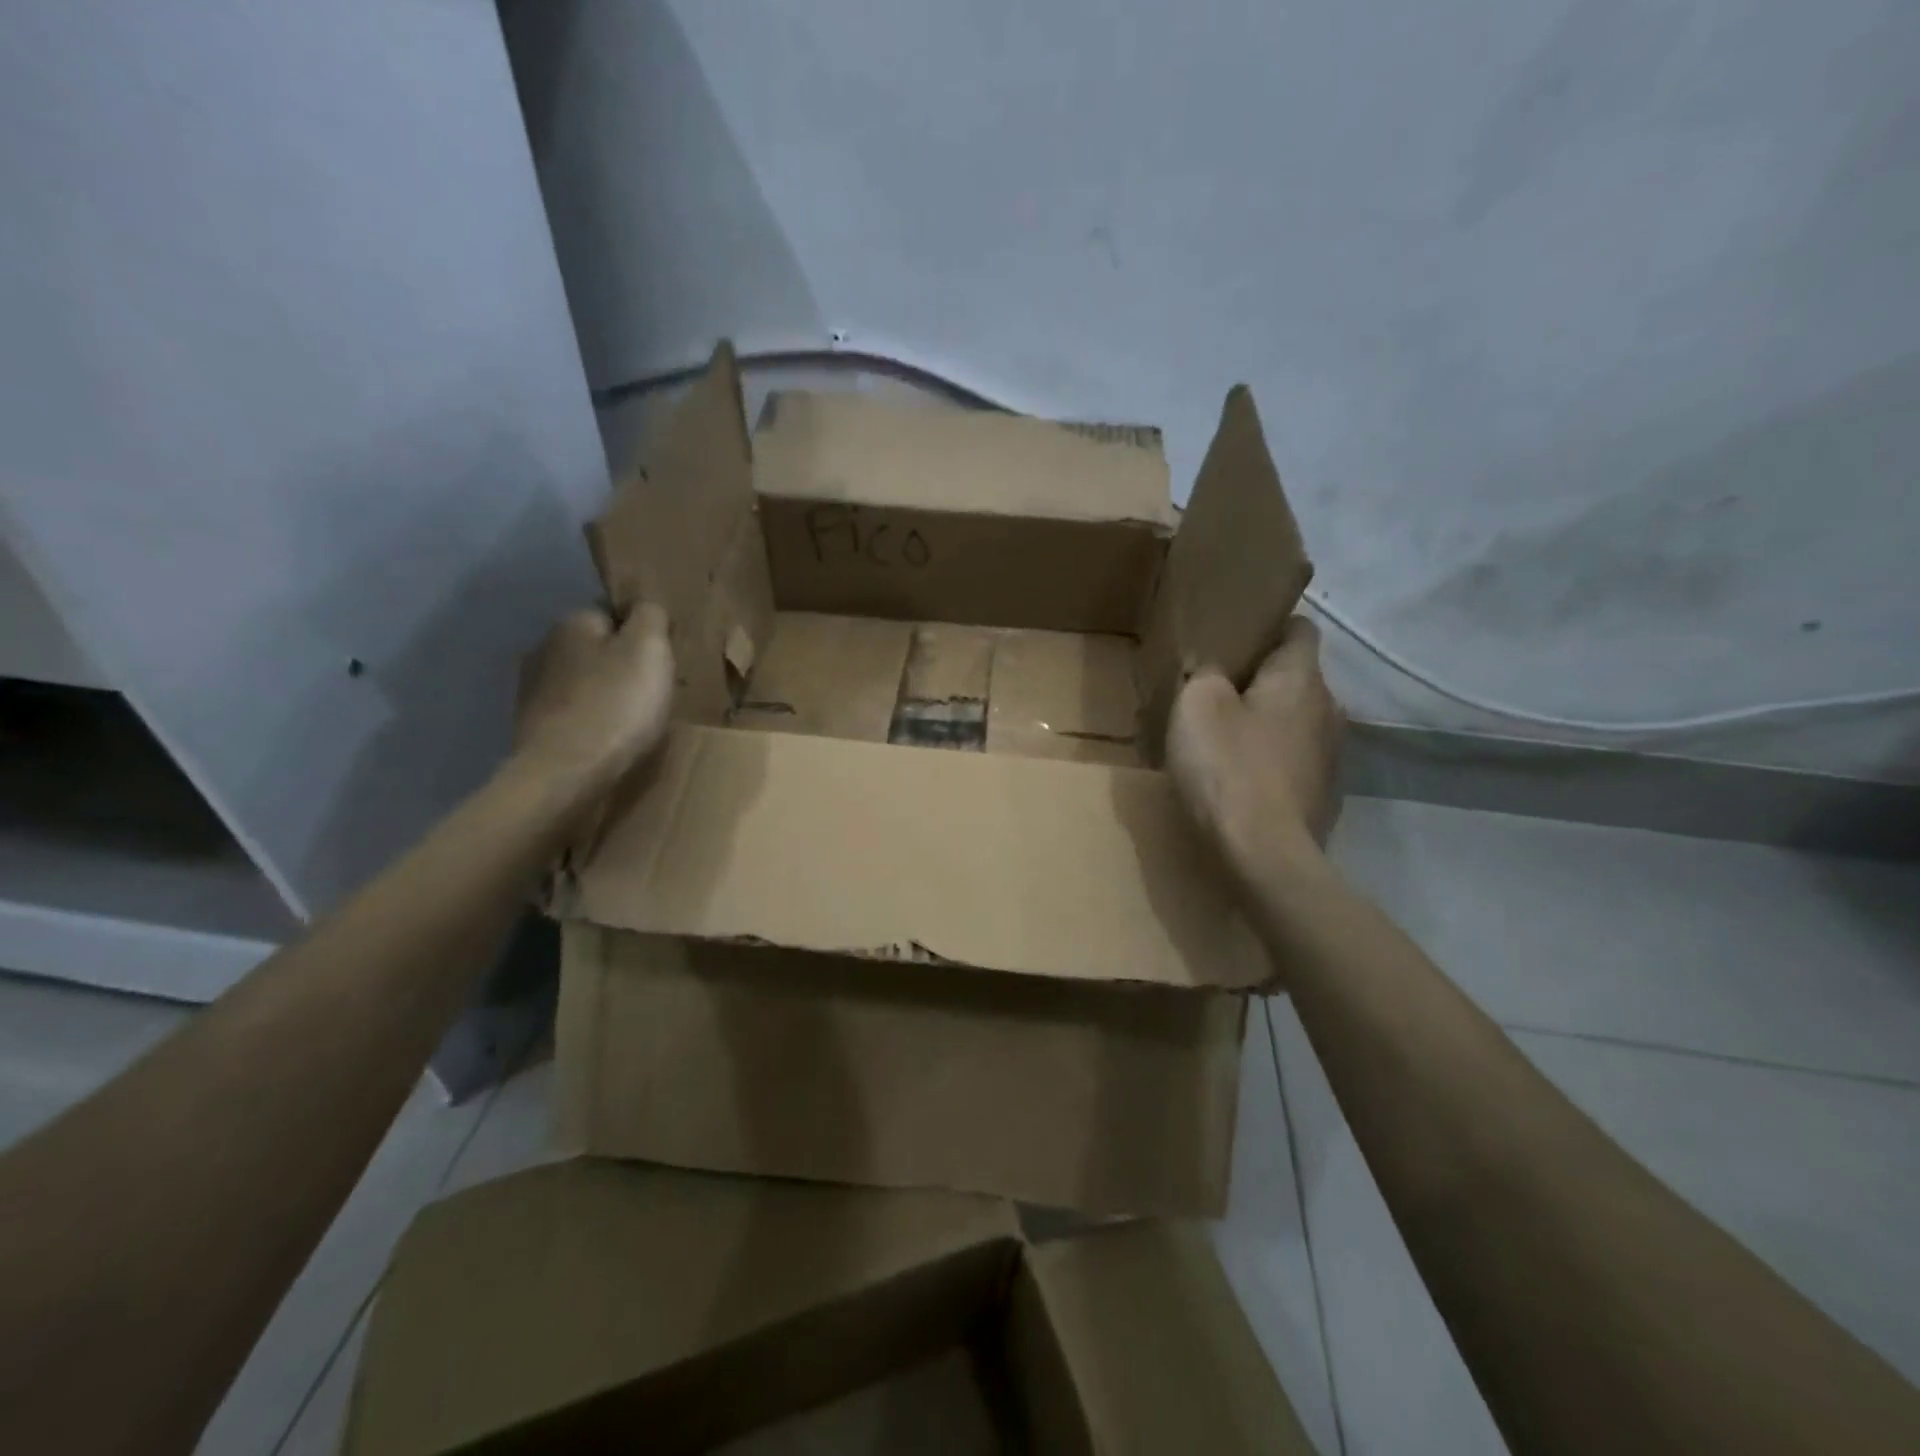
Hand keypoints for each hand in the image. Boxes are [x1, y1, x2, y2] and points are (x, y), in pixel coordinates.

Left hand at [513, 604, 674, 794]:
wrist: (566, 773)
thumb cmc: (616, 705)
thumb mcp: (649, 650)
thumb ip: (650, 616)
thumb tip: (643, 606)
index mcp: (573, 623)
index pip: (612, 613)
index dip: (640, 635)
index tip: (660, 662)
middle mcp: (544, 647)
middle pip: (595, 648)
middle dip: (619, 665)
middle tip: (650, 693)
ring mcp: (532, 689)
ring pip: (581, 681)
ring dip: (602, 694)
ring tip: (630, 720)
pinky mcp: (530, 725)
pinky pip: (571, 712)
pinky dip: (588, 720)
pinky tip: (605, 739)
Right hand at [1167, 616, 1344, 879]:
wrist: (1264, 855)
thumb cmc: (1228, 768)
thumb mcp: (1196, 705)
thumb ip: (1206, 674)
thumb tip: (1216, 674)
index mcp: (1301, 678)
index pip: (1300, 628)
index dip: (1268, 626)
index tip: (1235, 640)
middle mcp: (1329, 708)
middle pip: (1296, 679)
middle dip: (1261, 681)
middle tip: (1216, 693)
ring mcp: (1332, 756)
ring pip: (1296, 723)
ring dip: (1267, 725)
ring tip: (1225, 741)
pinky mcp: (1325, 795)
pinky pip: (1295, 762)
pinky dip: (1272, 763)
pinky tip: (1241, 782)